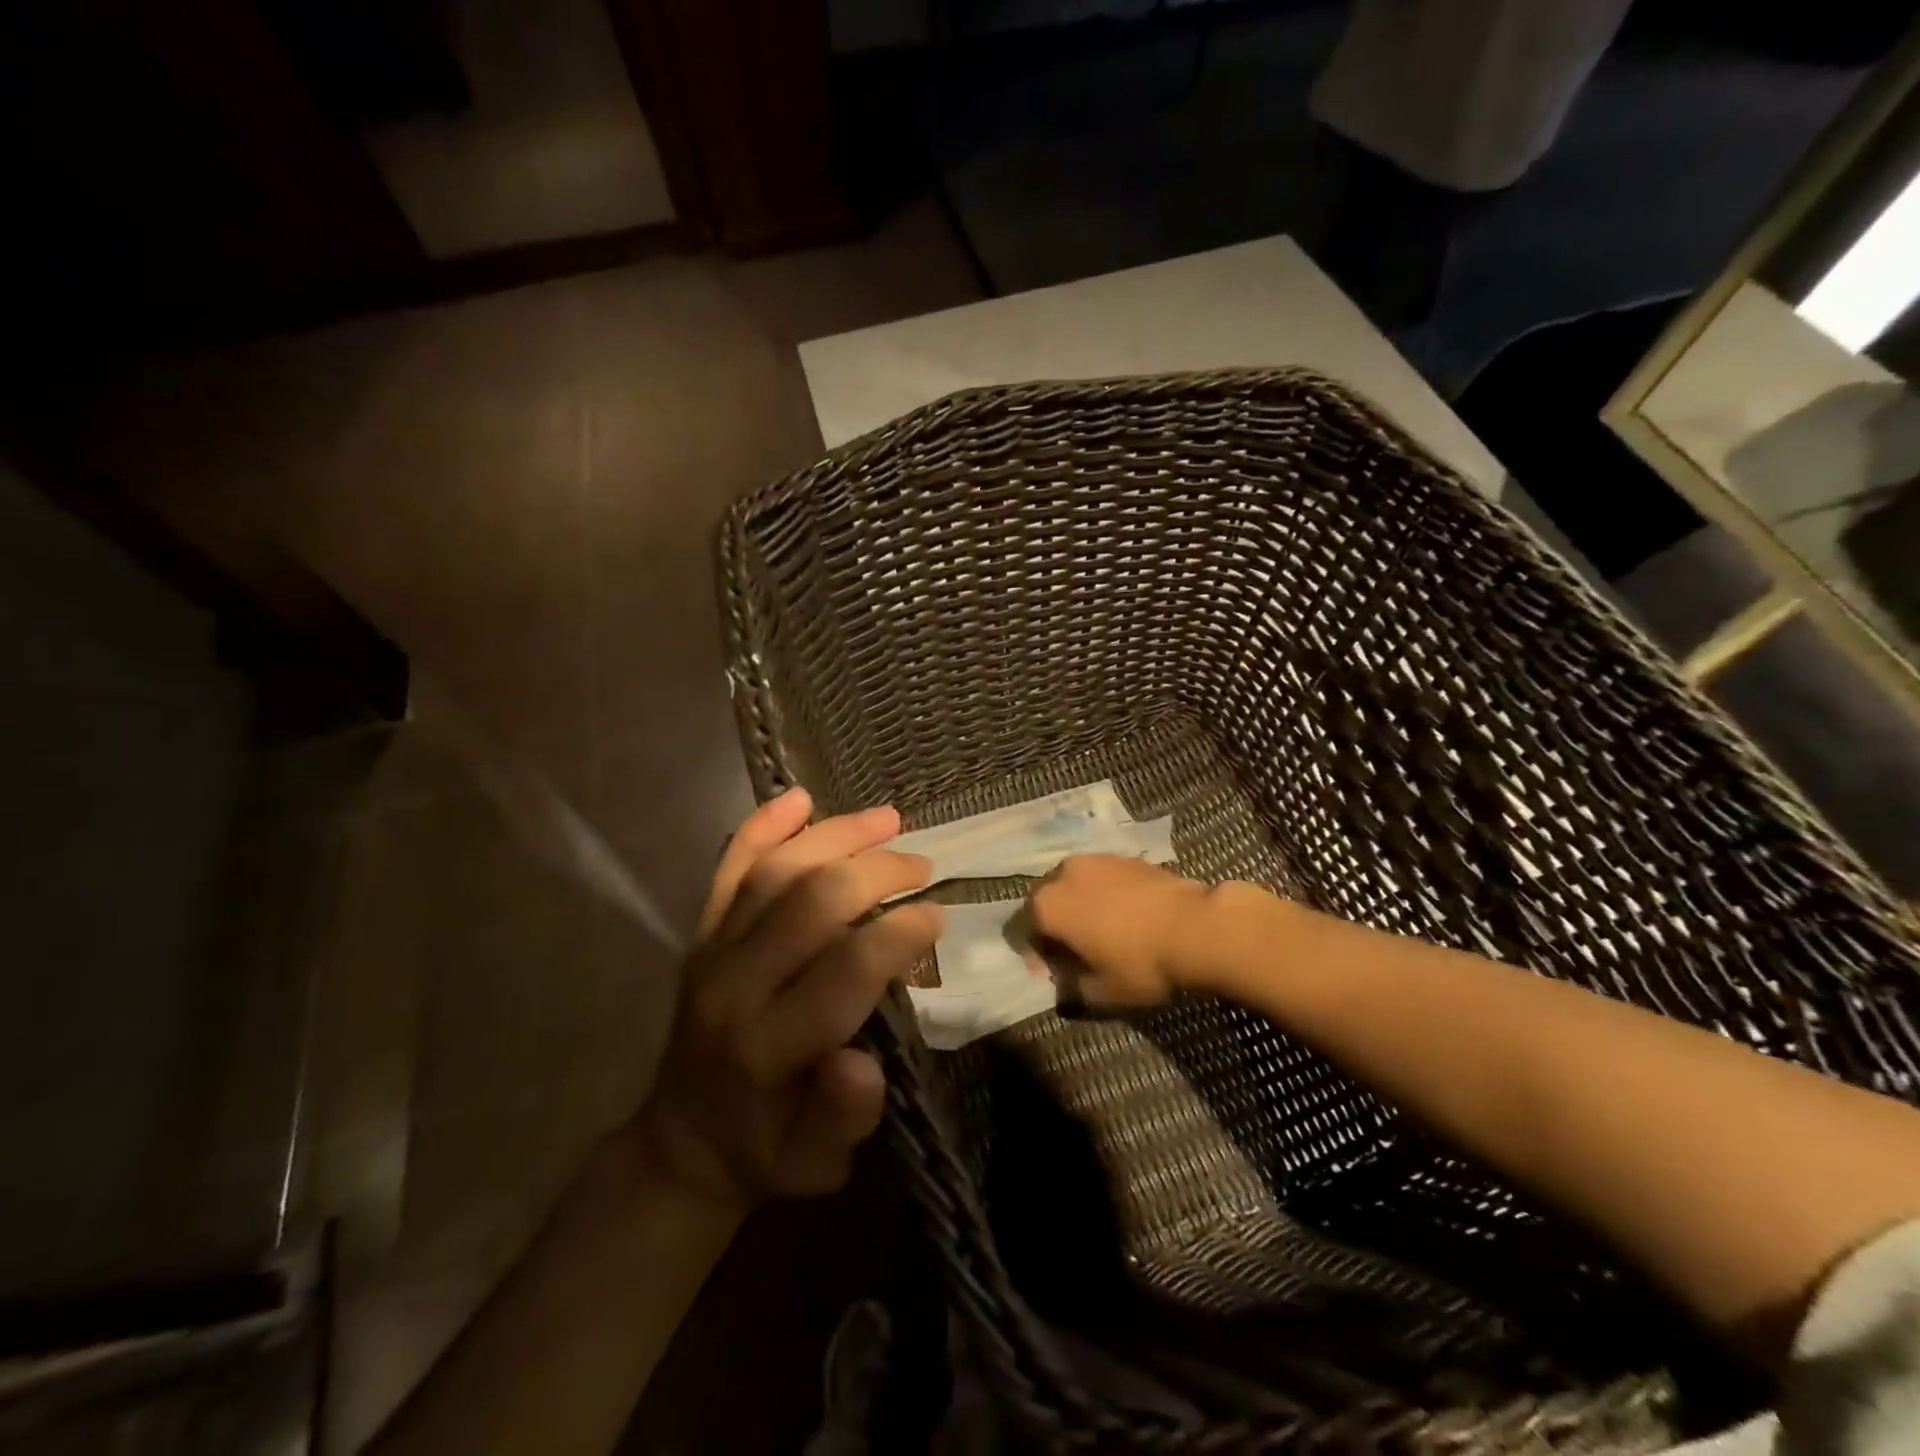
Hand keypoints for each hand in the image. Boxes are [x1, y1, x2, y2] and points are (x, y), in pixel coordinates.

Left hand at [631, 788, 939, 1212]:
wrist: (683, 1140)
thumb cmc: (766, 1150)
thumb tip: (862, 1062)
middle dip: (875, 873)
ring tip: (888, 819)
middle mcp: (733, 986)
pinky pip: (728, 869)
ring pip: (774, 872)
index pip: (843, 971)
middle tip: (921, 866)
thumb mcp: (816, 1164)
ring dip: (835, 836)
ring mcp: (711, 951)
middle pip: (810, 904)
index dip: (897, 936)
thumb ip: (843, 1118)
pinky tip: (799, 799)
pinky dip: (761, 828)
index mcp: (767, 1046)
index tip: (937, 915)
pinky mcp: (701, 933)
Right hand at [1026, 855, 1211, 1008]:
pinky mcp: (1128, 857)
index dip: (1037, 956)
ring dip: (1081, 906)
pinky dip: (1106, 895)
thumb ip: (1074, 988)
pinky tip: (1127, 917)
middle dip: (1056, 925)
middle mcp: (1064, 873)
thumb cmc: (1140, 964)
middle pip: (1049, 901)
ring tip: (1102, 932)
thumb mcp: (1102, 992)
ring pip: (1077, 885)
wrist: (1197, 927)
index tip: (1055, 975)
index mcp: (1048, 905)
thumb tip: (1068, 984)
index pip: (1026, 930)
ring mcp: (1097, 860)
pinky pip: (1104, 878)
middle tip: (1075, 953)